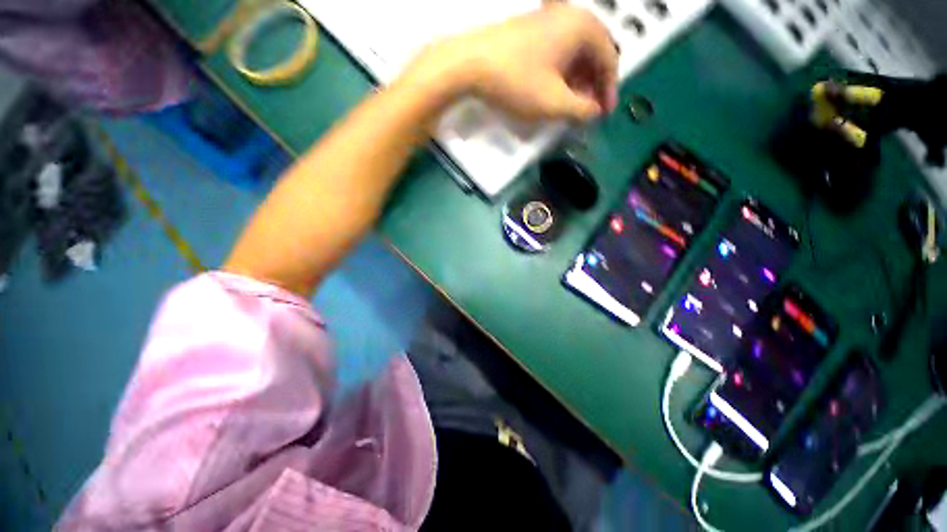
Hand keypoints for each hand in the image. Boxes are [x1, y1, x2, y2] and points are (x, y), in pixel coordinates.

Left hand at [401, 3, 618, 122]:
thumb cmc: (517, 81)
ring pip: (574, 52)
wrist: (470, 63)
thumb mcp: (554, 103)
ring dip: (578, 80)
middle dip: (593, 85)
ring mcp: (548, 18)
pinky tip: (554, 89)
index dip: (609, 90)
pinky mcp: (531, 28)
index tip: (603, 113)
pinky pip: (558, 50)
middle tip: (588, 109)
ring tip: (571, 104)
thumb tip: (594, 111)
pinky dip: (562, 72)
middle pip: (593, 53)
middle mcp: (570, 15)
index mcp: (583, 27)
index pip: (610, 59)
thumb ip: (581, 110)